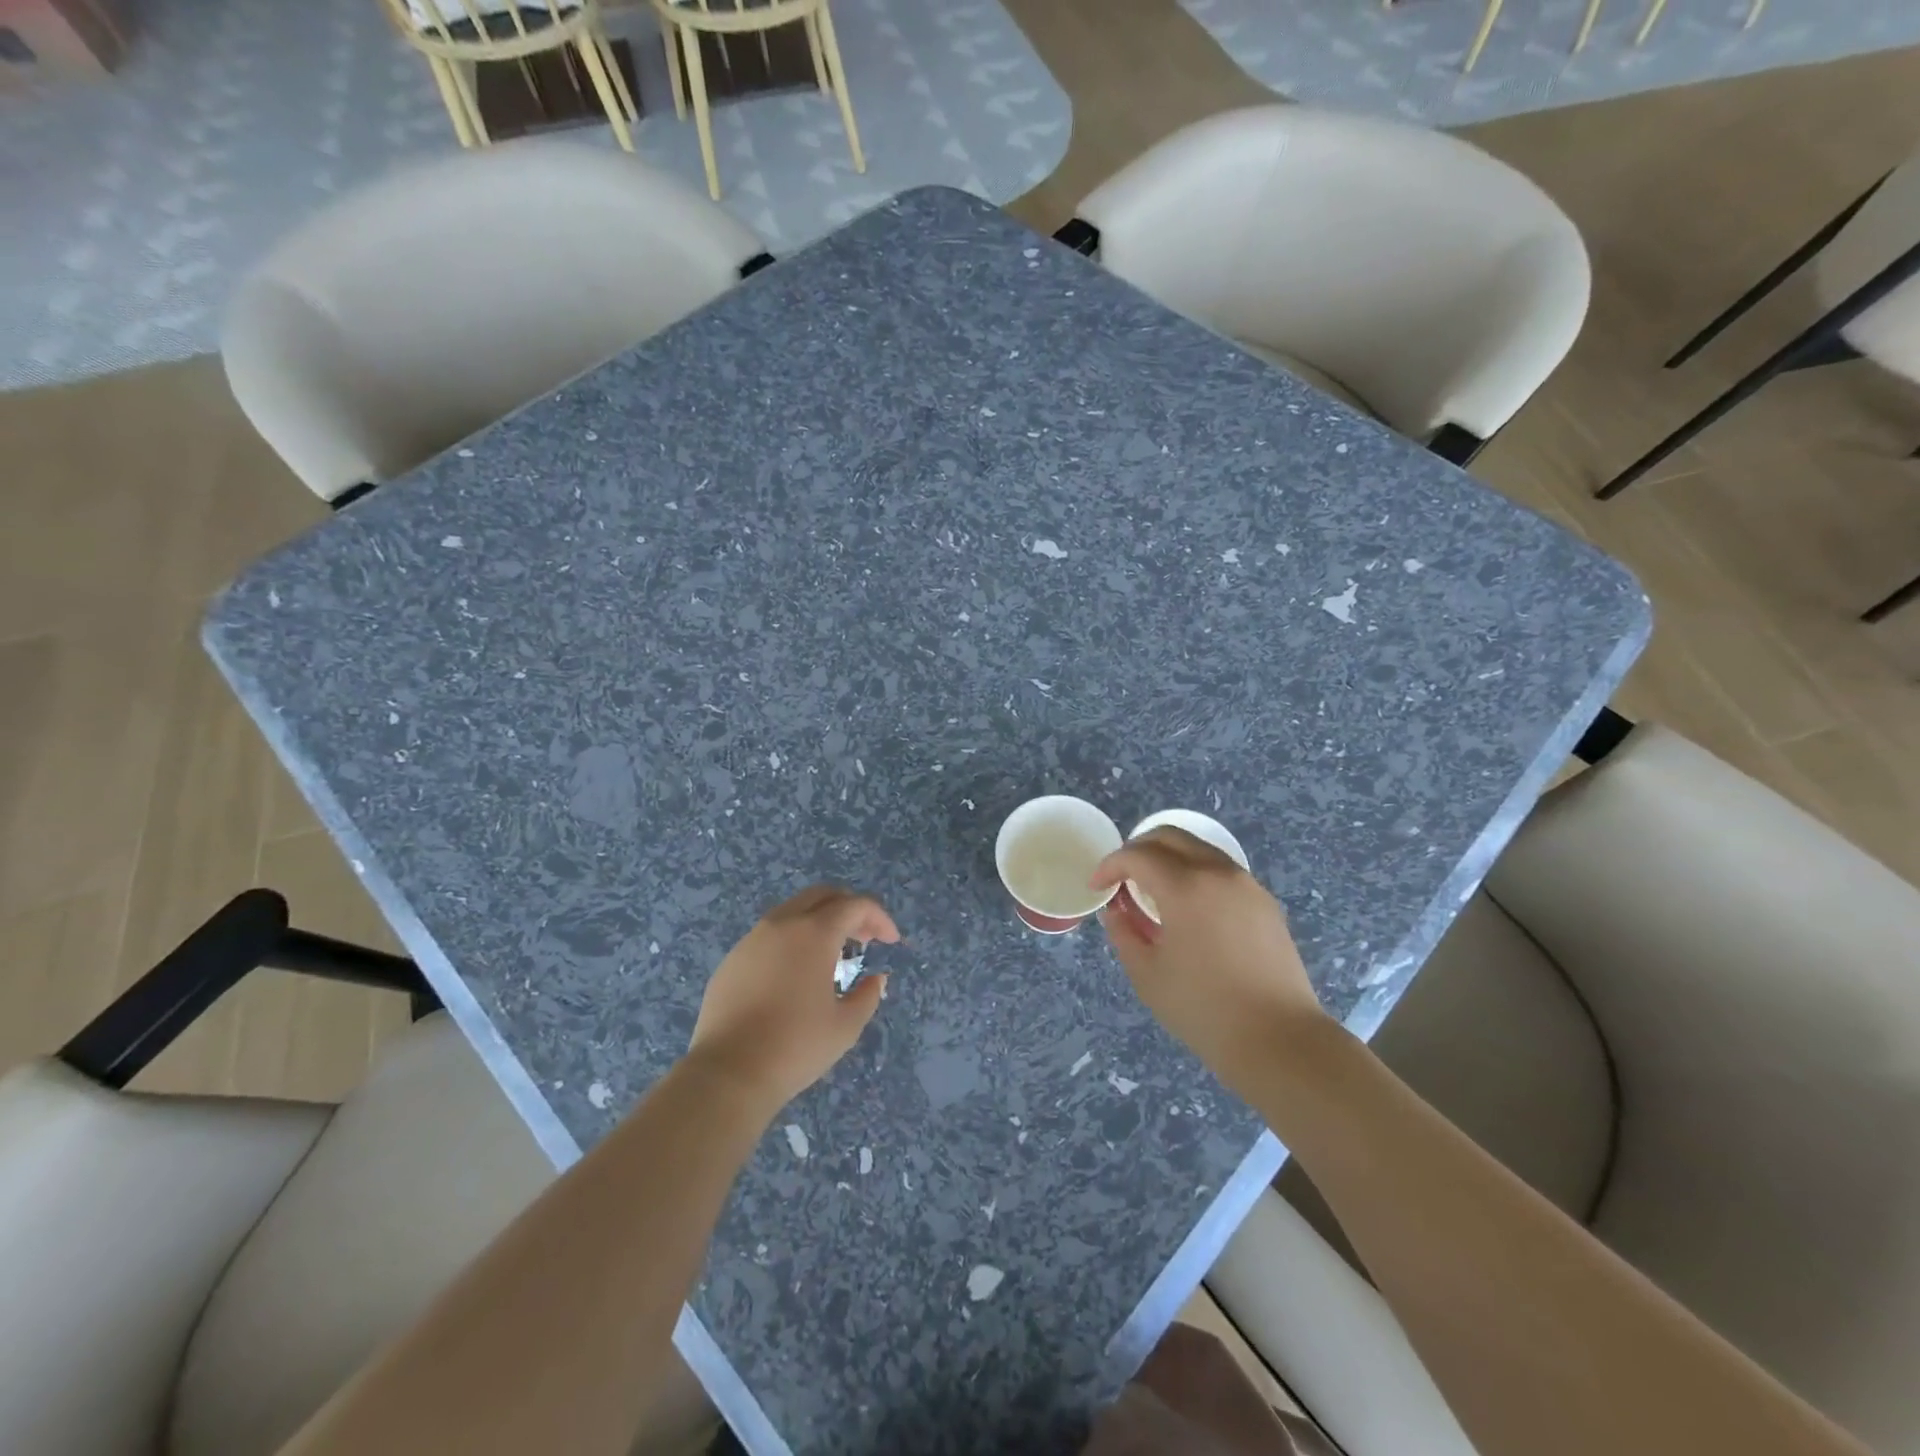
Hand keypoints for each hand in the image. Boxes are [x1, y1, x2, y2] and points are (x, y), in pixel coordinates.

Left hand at [685, 885, 899, 1113]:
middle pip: (822, 895)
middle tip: (864, 938)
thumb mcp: (846, 1026)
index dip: (879, 918)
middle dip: (849, 909)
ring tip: (832, 955)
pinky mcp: (732, 958)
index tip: (891, 941)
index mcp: (814, 933)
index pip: (855, 905)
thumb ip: (867, 995)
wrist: (728, 1073)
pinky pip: (770, 934)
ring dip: (819, 922)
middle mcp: (783, 924)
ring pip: (793, 911)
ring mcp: (752, 939)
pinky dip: (793, 939)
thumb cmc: (795, 1047)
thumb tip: (876, 979)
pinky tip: (796, 973)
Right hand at [1091, 829, 1326, 1094]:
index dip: (1110, 865)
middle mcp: (1218, 872)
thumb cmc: (1204, 1008)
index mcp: (1185, 887)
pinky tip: (1189, 908)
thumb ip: (1124, 933)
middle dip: (1138, 849)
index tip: (1097, 887)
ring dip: (1169, 858)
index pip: (1137, 855)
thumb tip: (1117, 910)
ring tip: (1153, 891)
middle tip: (1121, 877)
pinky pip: (1221, 871)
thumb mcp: (1147, 974)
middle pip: (1170, 836)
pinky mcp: (1265, 903)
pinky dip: (1196, 874)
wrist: (1279, 1039)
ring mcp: (1247, 885)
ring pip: (1199, 849)